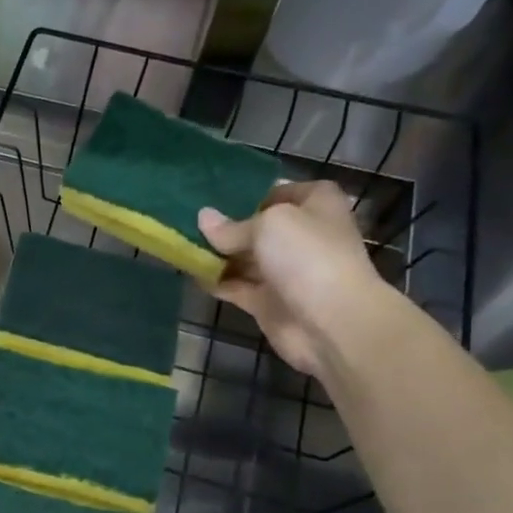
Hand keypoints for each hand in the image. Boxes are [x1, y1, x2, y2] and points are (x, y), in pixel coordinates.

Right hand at [198, 181, 386, 377]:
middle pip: (257, 227)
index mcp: (315, 205)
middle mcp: (302, 235)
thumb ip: (231, 226)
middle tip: (187, 222)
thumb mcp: (267, 225)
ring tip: (180, 245)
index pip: (278, 192)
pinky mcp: (268, 301)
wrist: (332, 321)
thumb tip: (203, 218)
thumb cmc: (307, 256)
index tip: (213, 199)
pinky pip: (236, 286)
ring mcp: (284, 270)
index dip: (248, 194)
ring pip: (244, 258)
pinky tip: (190, 273)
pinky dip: (216, 281)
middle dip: (226, 227)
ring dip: (217, 255)